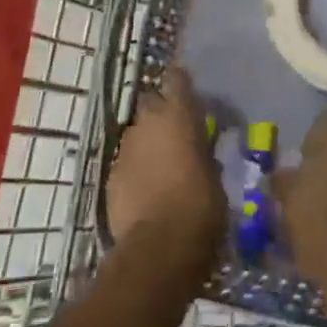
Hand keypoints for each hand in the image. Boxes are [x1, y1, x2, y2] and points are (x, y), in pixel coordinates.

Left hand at [105, 65, 225, 261]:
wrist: (159, 248)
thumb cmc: (200, 207)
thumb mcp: (215, 175)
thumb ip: (205, 151)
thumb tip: (204, 144)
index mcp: (178, 115)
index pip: (176, 77)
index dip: (181, 81)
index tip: (189, 88)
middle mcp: (148, 122)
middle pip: (151, 102)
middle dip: (161, 112)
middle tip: (178, 131)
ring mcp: (125, 147)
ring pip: (137, 133)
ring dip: (148, 141)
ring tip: (163, 163)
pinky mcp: (111, 175)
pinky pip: (126, 160)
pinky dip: (136, 167)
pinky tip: (148, 187)